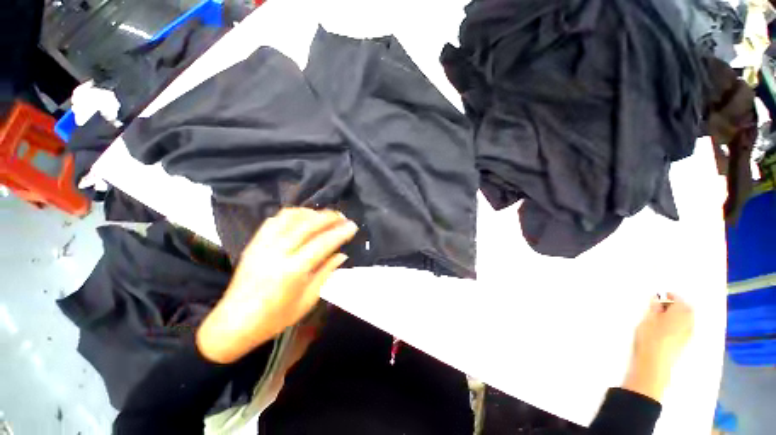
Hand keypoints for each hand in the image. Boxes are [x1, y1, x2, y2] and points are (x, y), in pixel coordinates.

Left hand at [197, 208, 358, 363]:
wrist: (233, 323)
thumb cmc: (274, 318)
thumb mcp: (307, 300)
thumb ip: (326, 273)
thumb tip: (342, 255)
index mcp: (292, 271)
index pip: (323, 243)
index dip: (340, 233)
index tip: (353, 226)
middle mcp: (277, 253)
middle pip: (307, 225)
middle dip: (329, 217)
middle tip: (342, 217)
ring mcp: (263, 245)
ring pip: (290, 217)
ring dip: (311, 213)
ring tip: (325, 216)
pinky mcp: (254, 243)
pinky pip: (275, 220)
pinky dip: (292, 214)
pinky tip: (302, 218)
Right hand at [622, 293, 693, 400]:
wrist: (655, 364)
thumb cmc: (650, 338)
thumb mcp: (647, 320)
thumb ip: (654, 308)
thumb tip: (657, 299)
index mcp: (680, 314)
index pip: (680, 300)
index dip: (672, 296)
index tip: (662, 295)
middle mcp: (688, 323)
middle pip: (687, 310)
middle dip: (678, 305)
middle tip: (663, 305)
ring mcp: (689, 335)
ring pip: (688, 320)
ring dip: (679, 315)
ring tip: (664, 316)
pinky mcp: (685, 343)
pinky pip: (686, 328)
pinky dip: (679, 324)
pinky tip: (668, 328)